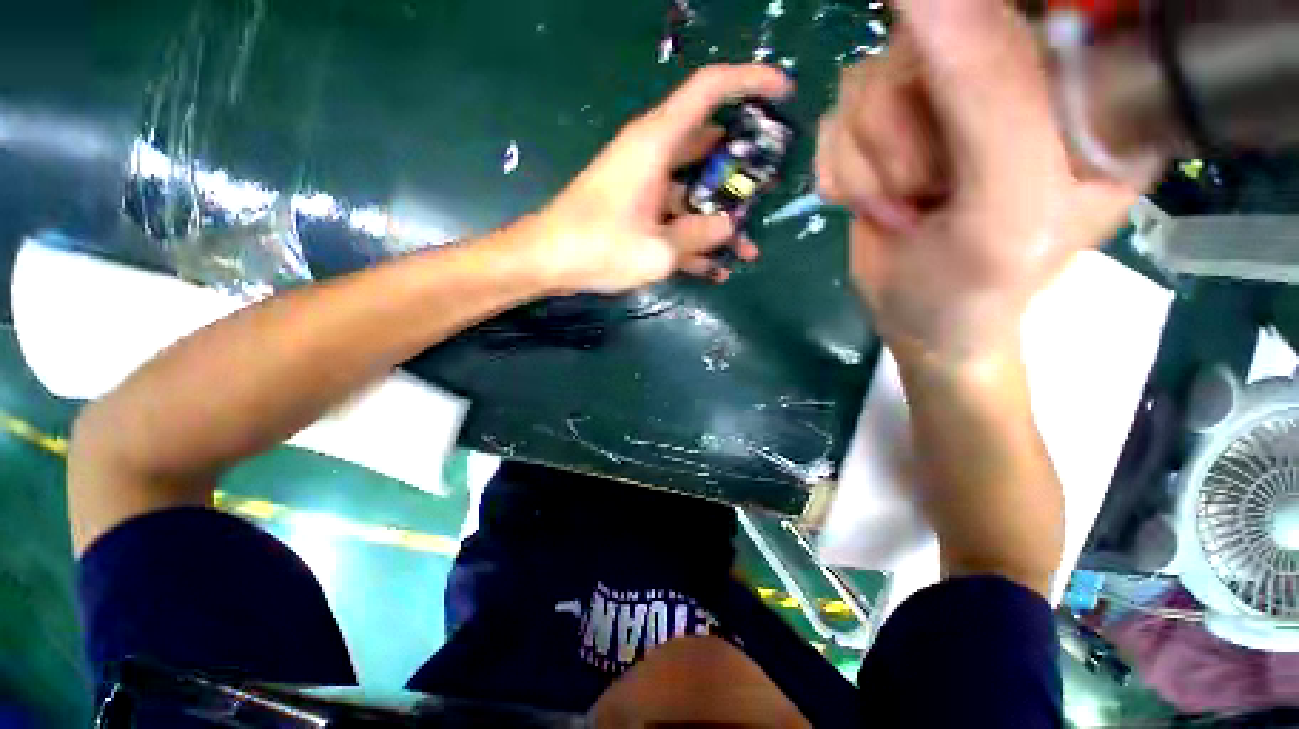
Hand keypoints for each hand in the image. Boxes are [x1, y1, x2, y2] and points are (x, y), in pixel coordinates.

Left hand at [528, 65, 792, 294]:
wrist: (540, 259)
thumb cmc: (592, 247)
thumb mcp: (657, 250)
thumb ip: (700, 236)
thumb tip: (729, 228)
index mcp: (659, 139)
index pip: (710, 88)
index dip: (750, 80)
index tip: (785, 90)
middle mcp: (655, 145)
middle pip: (714, 134)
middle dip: (749, 158)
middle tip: (775, 187)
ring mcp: (647, 170)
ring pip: (700, 173)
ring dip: (725, 203)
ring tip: (749, 242)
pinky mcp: (639, 194)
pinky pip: (681, 201)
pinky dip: (700, 225)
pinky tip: (719, 265)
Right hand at [815, 0, 1148, 363]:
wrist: (925, 326)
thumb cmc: (983, 294)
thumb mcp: (1010, 208)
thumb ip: (986, 92)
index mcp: (1079, 107)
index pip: (1029, 25)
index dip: (975, 52)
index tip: (964, 130)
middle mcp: (1020, 81)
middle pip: (935, 35)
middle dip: (907, 120)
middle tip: (932, 191)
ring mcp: (956, 85)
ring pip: (877, 67)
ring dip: (875, 150)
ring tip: (912, 206)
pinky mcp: (902, 99)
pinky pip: (847, 94)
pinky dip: (852, 156)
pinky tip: (884, 196)